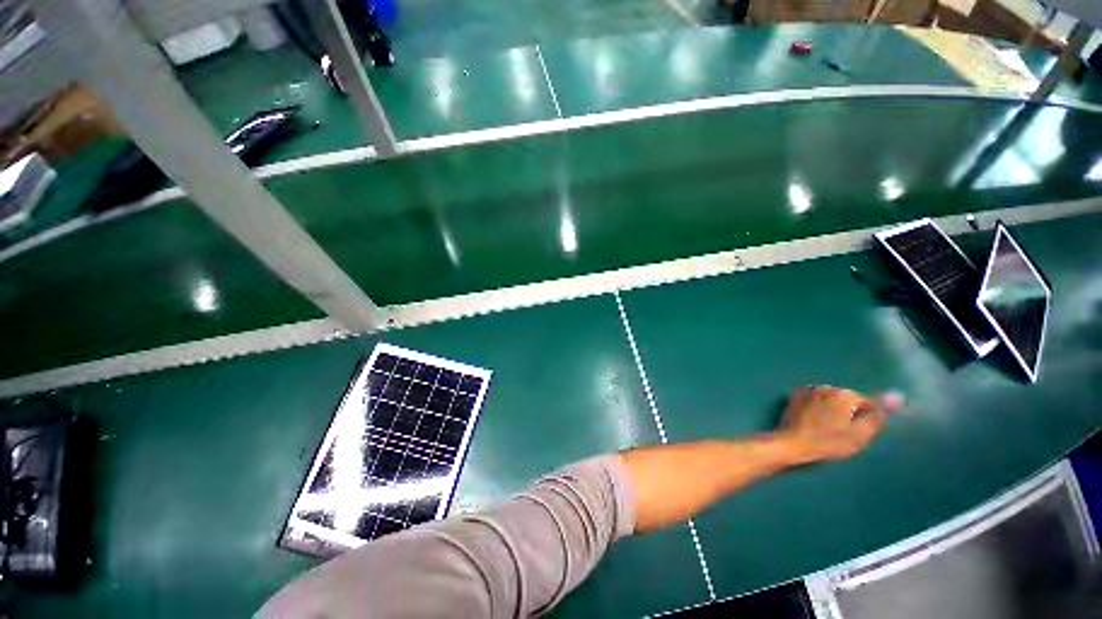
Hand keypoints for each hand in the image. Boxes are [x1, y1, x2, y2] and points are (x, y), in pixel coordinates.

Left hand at [776, 385, 900, 463]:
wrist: (791, 443)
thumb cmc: (828, 443)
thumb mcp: (859, 435)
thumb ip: (877, 416)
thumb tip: (897, 396)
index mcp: (844, 395)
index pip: (867, 402)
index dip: (866, 418)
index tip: (859, 431)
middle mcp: (826, 387)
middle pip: (847, 399)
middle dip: (849, 412)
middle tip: (842, 433)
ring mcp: (808, 389)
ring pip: (831, 399)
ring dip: (833, 409)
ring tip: (826, 429)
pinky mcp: (795, 395)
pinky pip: (815, 399)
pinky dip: (818, 408)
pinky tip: (814, 422)